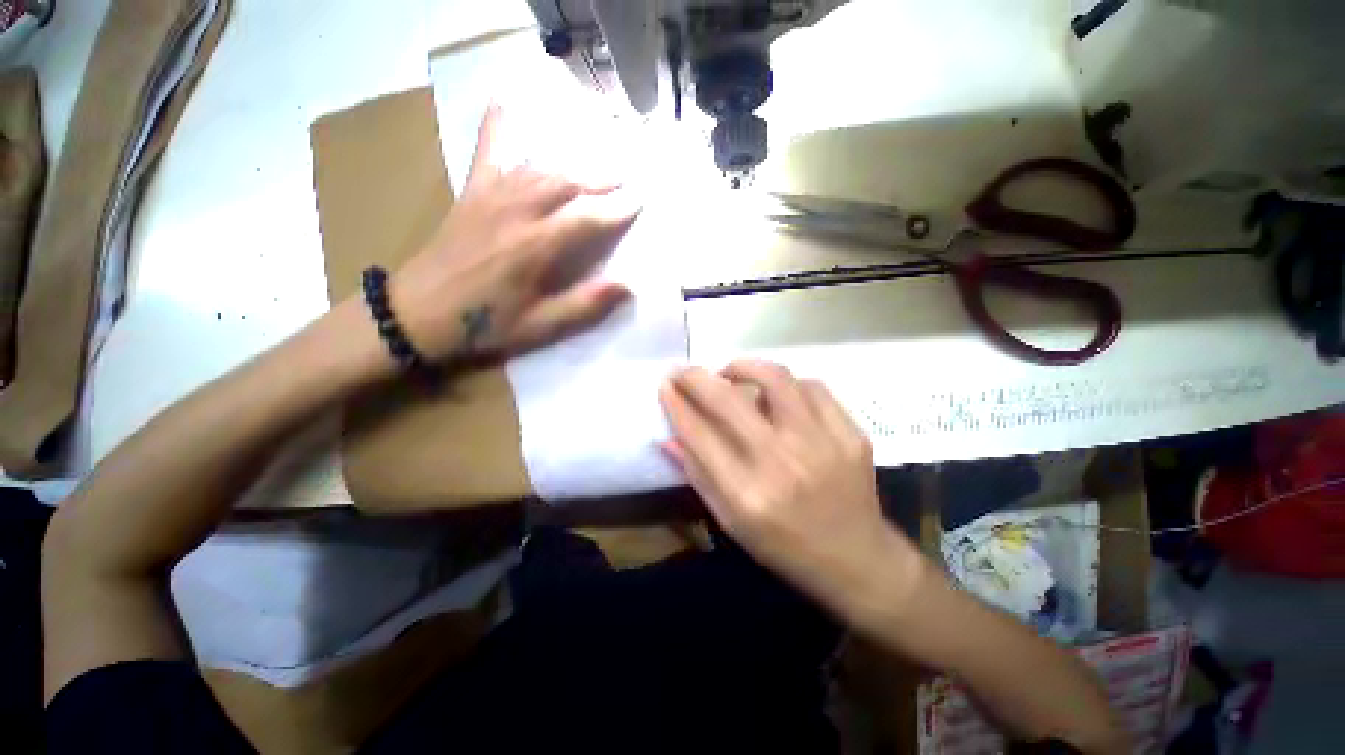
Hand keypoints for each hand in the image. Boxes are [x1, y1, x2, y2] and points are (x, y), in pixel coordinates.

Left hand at [389, 106, 639, 361]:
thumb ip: (583, 305)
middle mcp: (515, 212)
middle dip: (600, 180)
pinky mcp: (471, 194)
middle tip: (624, 180)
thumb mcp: (539, 327)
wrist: (418, 313)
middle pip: (566, 183)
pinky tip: (504, 102)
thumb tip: (626, 287)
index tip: (640, 202)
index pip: (586, 218)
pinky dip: (497, 127)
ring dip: (571, 165)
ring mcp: (490, 197)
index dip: (617, 210)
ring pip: (538, 168)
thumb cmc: (484, 325)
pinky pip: (486, 152)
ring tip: (595, 166)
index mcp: (534, 247)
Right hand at [659, 361, 925, 617]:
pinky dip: (787, 384)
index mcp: (748, 494)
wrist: (856, 558)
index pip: (700, 434)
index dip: (677, 404)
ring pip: (775, 378)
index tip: (665, 385)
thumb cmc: (784, 546)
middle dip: (697, 377)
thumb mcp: (731, 523)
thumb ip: (698, 476)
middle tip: (685, 371)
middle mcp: (782, 463)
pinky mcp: (850, 433)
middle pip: (729, 400)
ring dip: (744, 368)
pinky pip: (812, 387)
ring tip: (731, 374)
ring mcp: (822, 443)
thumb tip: (669, 438)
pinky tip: (779, 395)